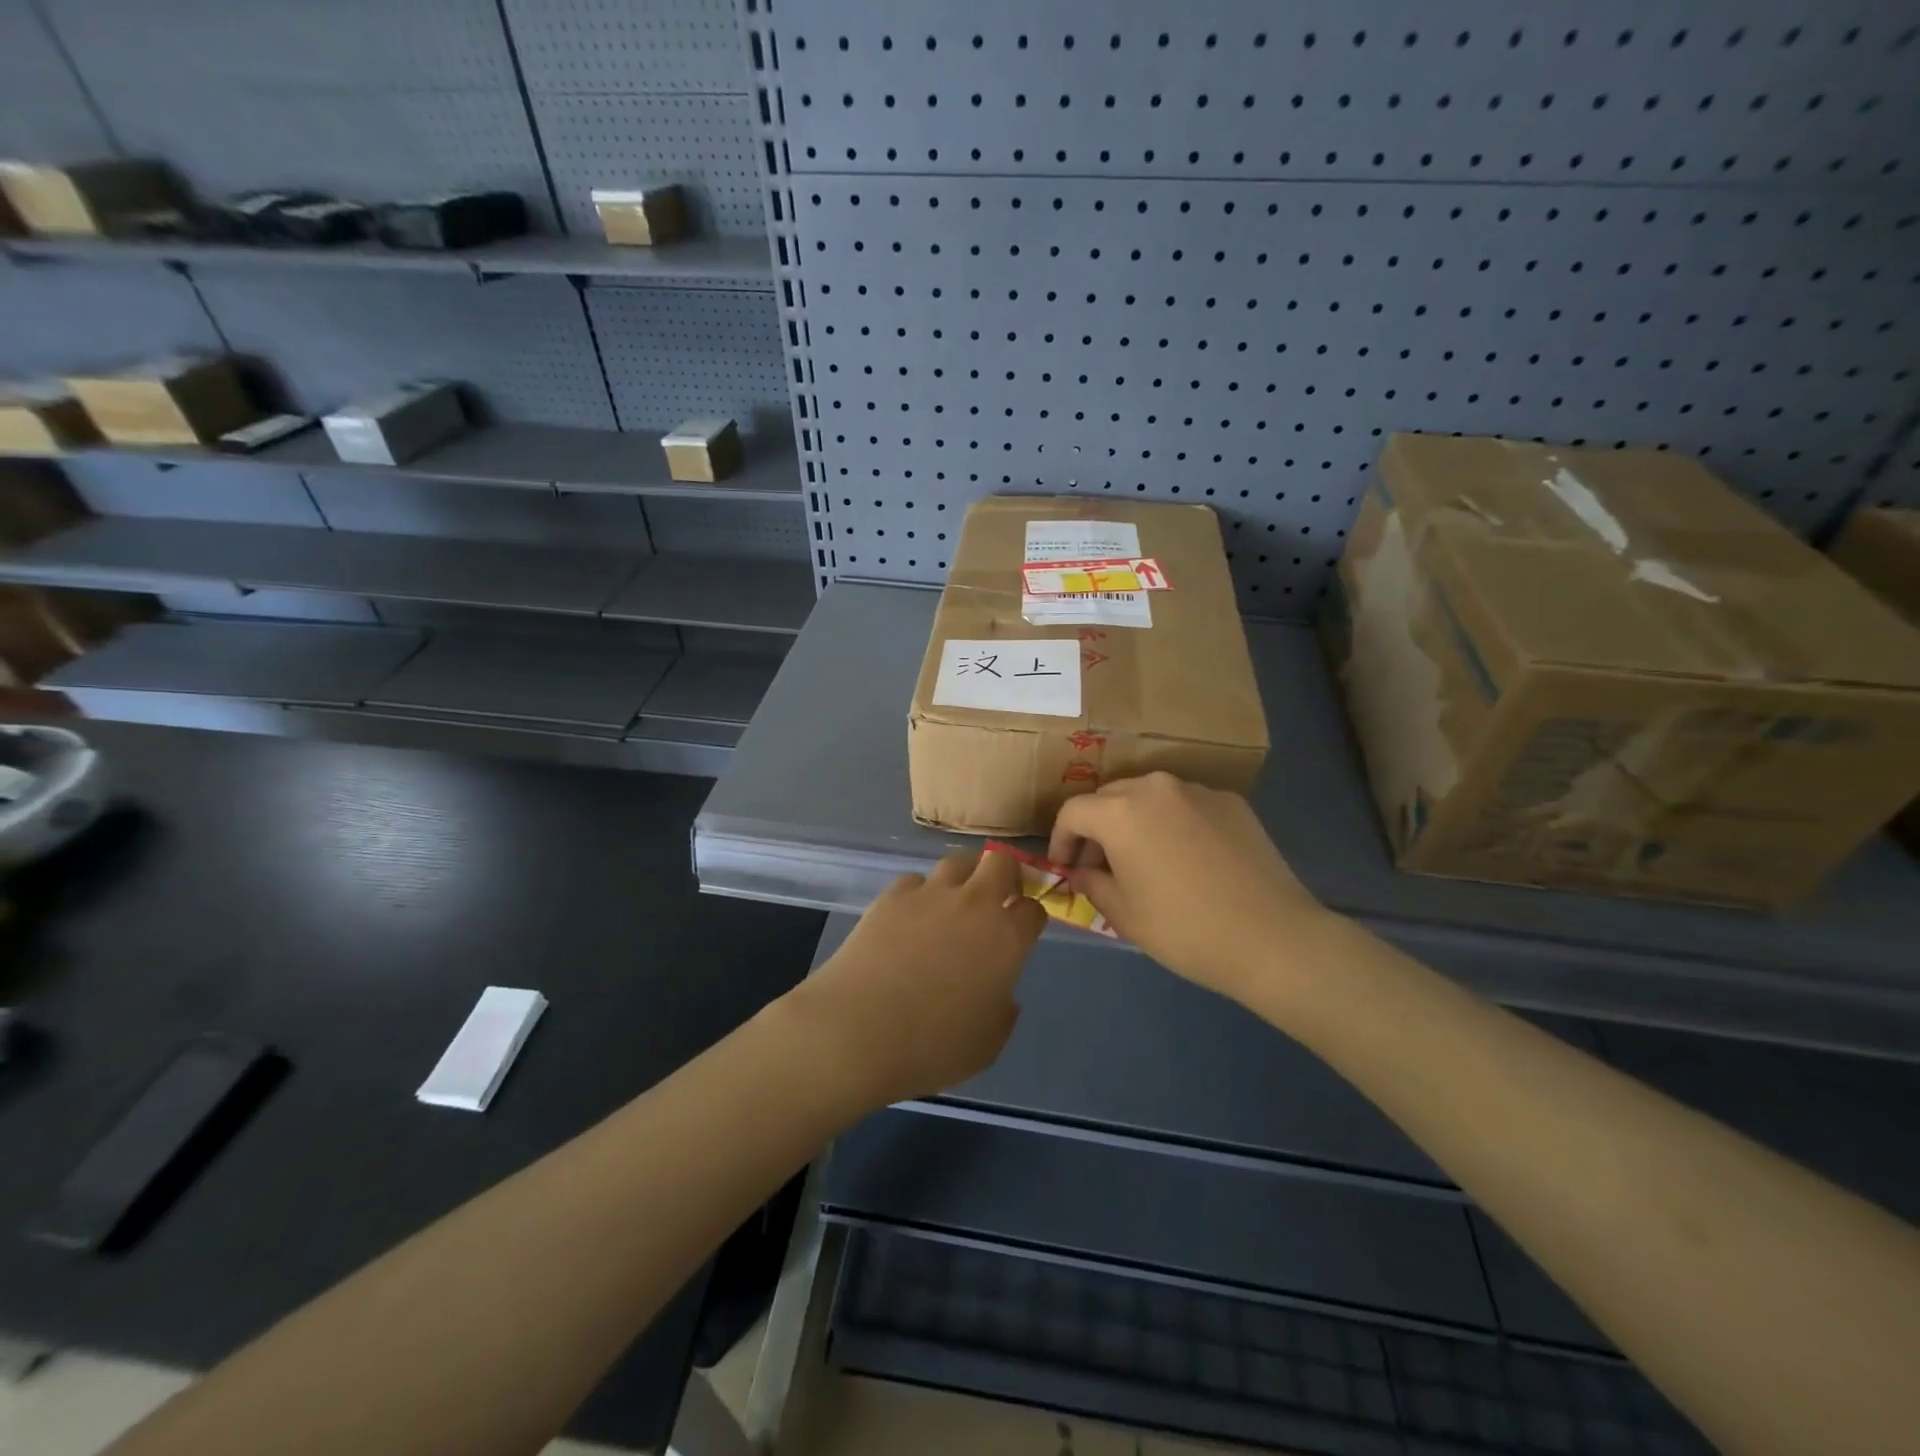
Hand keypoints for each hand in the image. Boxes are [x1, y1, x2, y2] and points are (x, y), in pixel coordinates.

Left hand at [788, 849, 1046, 1108]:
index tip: (1023, 930)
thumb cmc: (931, 1047)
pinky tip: (910, 916)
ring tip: (955, 900)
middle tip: (998, 897)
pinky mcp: (892, 896)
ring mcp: (930, 894)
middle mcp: (974, 905)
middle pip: (1001, 863)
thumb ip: (1003, 1013)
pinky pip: (915, 881)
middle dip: (1006, 875)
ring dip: (964, 876)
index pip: (1034, 909)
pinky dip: (919, 893)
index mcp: (1007, 940)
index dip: (1031, 918)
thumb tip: (1002, 994)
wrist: (858, 1031)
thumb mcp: (986, 1046)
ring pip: (957, 861)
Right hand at [1047, 772, 1335, 1002]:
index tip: (1064, 867)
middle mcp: (1156, 787)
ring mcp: (1198, 790)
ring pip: (1150, 796)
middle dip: (1097, 827)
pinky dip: (1174, 823)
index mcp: (1121, 812)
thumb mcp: (1124, 915)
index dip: (1061, 839)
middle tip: (1100, 864)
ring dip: (1135, 821)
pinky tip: (1188, 858)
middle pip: (1110, 796)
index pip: (1073, 812)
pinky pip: (1187, 805)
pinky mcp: (1232, 802)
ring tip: (1144, 858)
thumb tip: (1083, 871)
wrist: (1273, 938)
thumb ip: (1092, 883)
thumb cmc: (1185, 929)